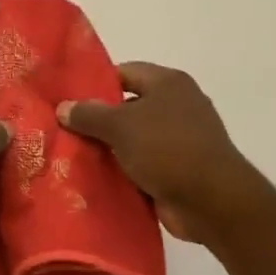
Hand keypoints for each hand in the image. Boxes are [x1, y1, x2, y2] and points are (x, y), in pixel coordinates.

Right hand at [57, 63, 272, 244]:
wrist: (211, 201)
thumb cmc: (167, 149)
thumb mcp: (120, 126)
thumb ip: (89, 114)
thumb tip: (63, 107)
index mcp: (168, 83)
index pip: (124, 73)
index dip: (95, 84)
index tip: (67, 100)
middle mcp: (177, 106)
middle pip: (128, 107)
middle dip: (98, 120)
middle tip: (63, 130)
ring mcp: (180, 140)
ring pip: (133, 139)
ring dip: (109, 149)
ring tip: (71, 156)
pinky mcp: (179, 170)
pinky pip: (143, 165)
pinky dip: (124, 171)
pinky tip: (96, 179)